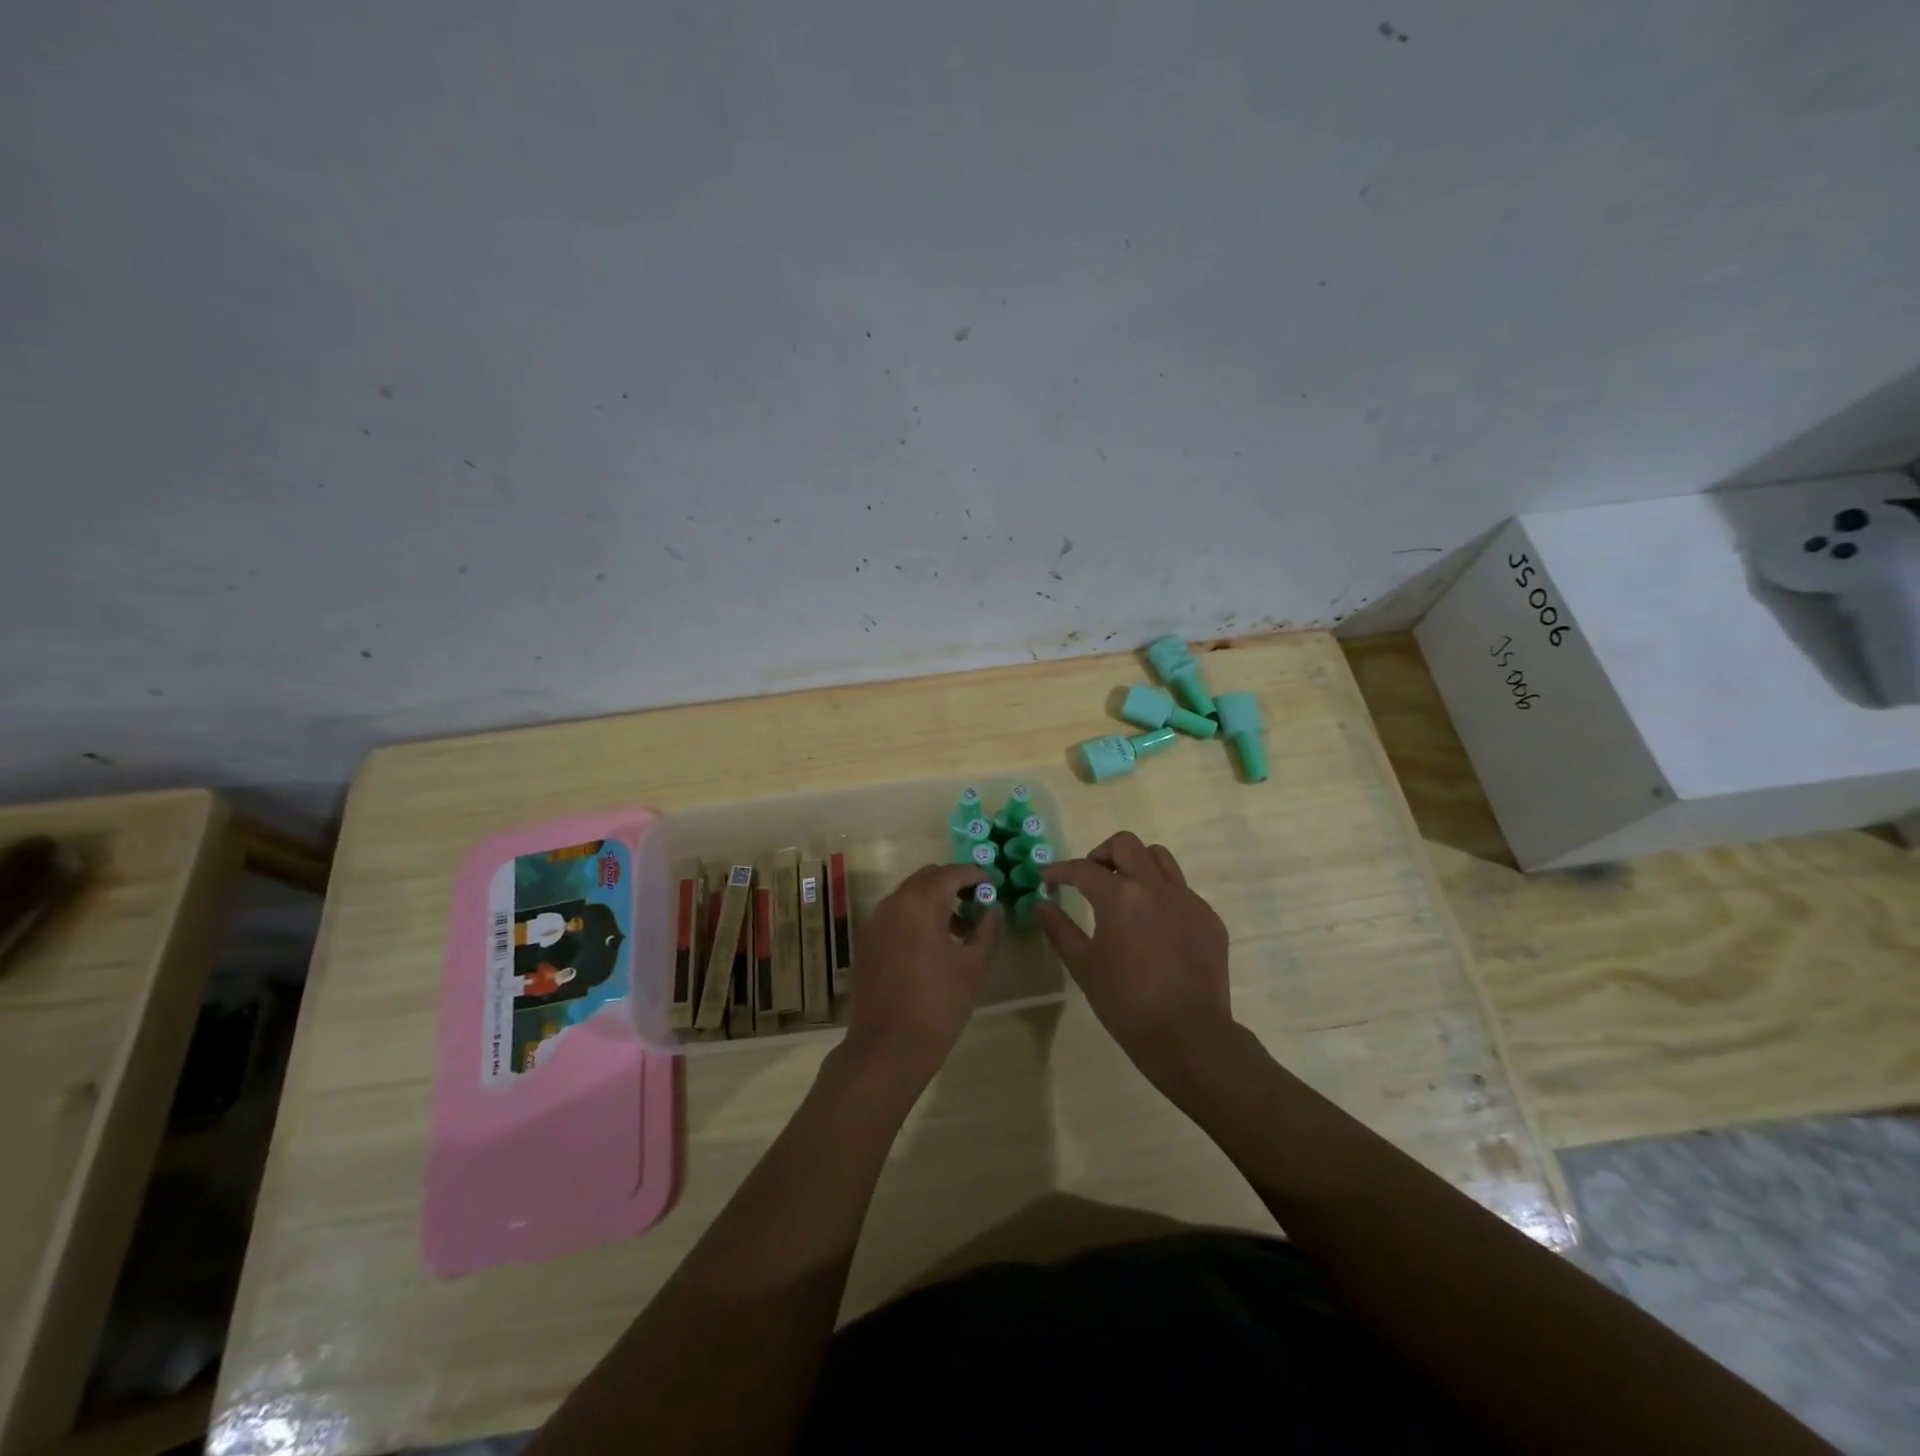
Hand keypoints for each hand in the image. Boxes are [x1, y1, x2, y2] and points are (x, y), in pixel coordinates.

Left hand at [842, 863, 996, 1086]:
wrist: (887, 1047)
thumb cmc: (938, 1004)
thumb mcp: (974, 966)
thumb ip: (985, 929)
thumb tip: (989, 909)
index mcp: (920, 902)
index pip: (952, 873)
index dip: (975, 875)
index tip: (993, 885)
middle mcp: (893, 902)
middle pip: (927, 878)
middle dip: (953, 883)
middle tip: (977, 902)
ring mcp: (874, 922)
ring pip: (909, 895)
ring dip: (934, 900)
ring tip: (960, 928)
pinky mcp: (866, 942)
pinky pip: (895, 915)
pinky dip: (915, 916)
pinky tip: (933, 944)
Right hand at [1040, 832, 1234, 1085]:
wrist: (1188, 1035)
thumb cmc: (1126, 1003)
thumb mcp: (1084, 966)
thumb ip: (1060, 930)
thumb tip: (1042, 905)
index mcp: (1121, 897)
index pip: (1084, 869)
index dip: (1060, 870)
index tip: (1047, 878)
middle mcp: (1156, 887)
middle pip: (1126, 844)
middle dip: (1101, 854)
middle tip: (1090, 878)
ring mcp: (1187, 900)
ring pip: (1159, 858)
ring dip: (1136, 864)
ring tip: (1124, 892)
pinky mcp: (1208, 918)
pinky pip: (1181, 890)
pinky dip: (1161, 894)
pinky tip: (1154, 925)